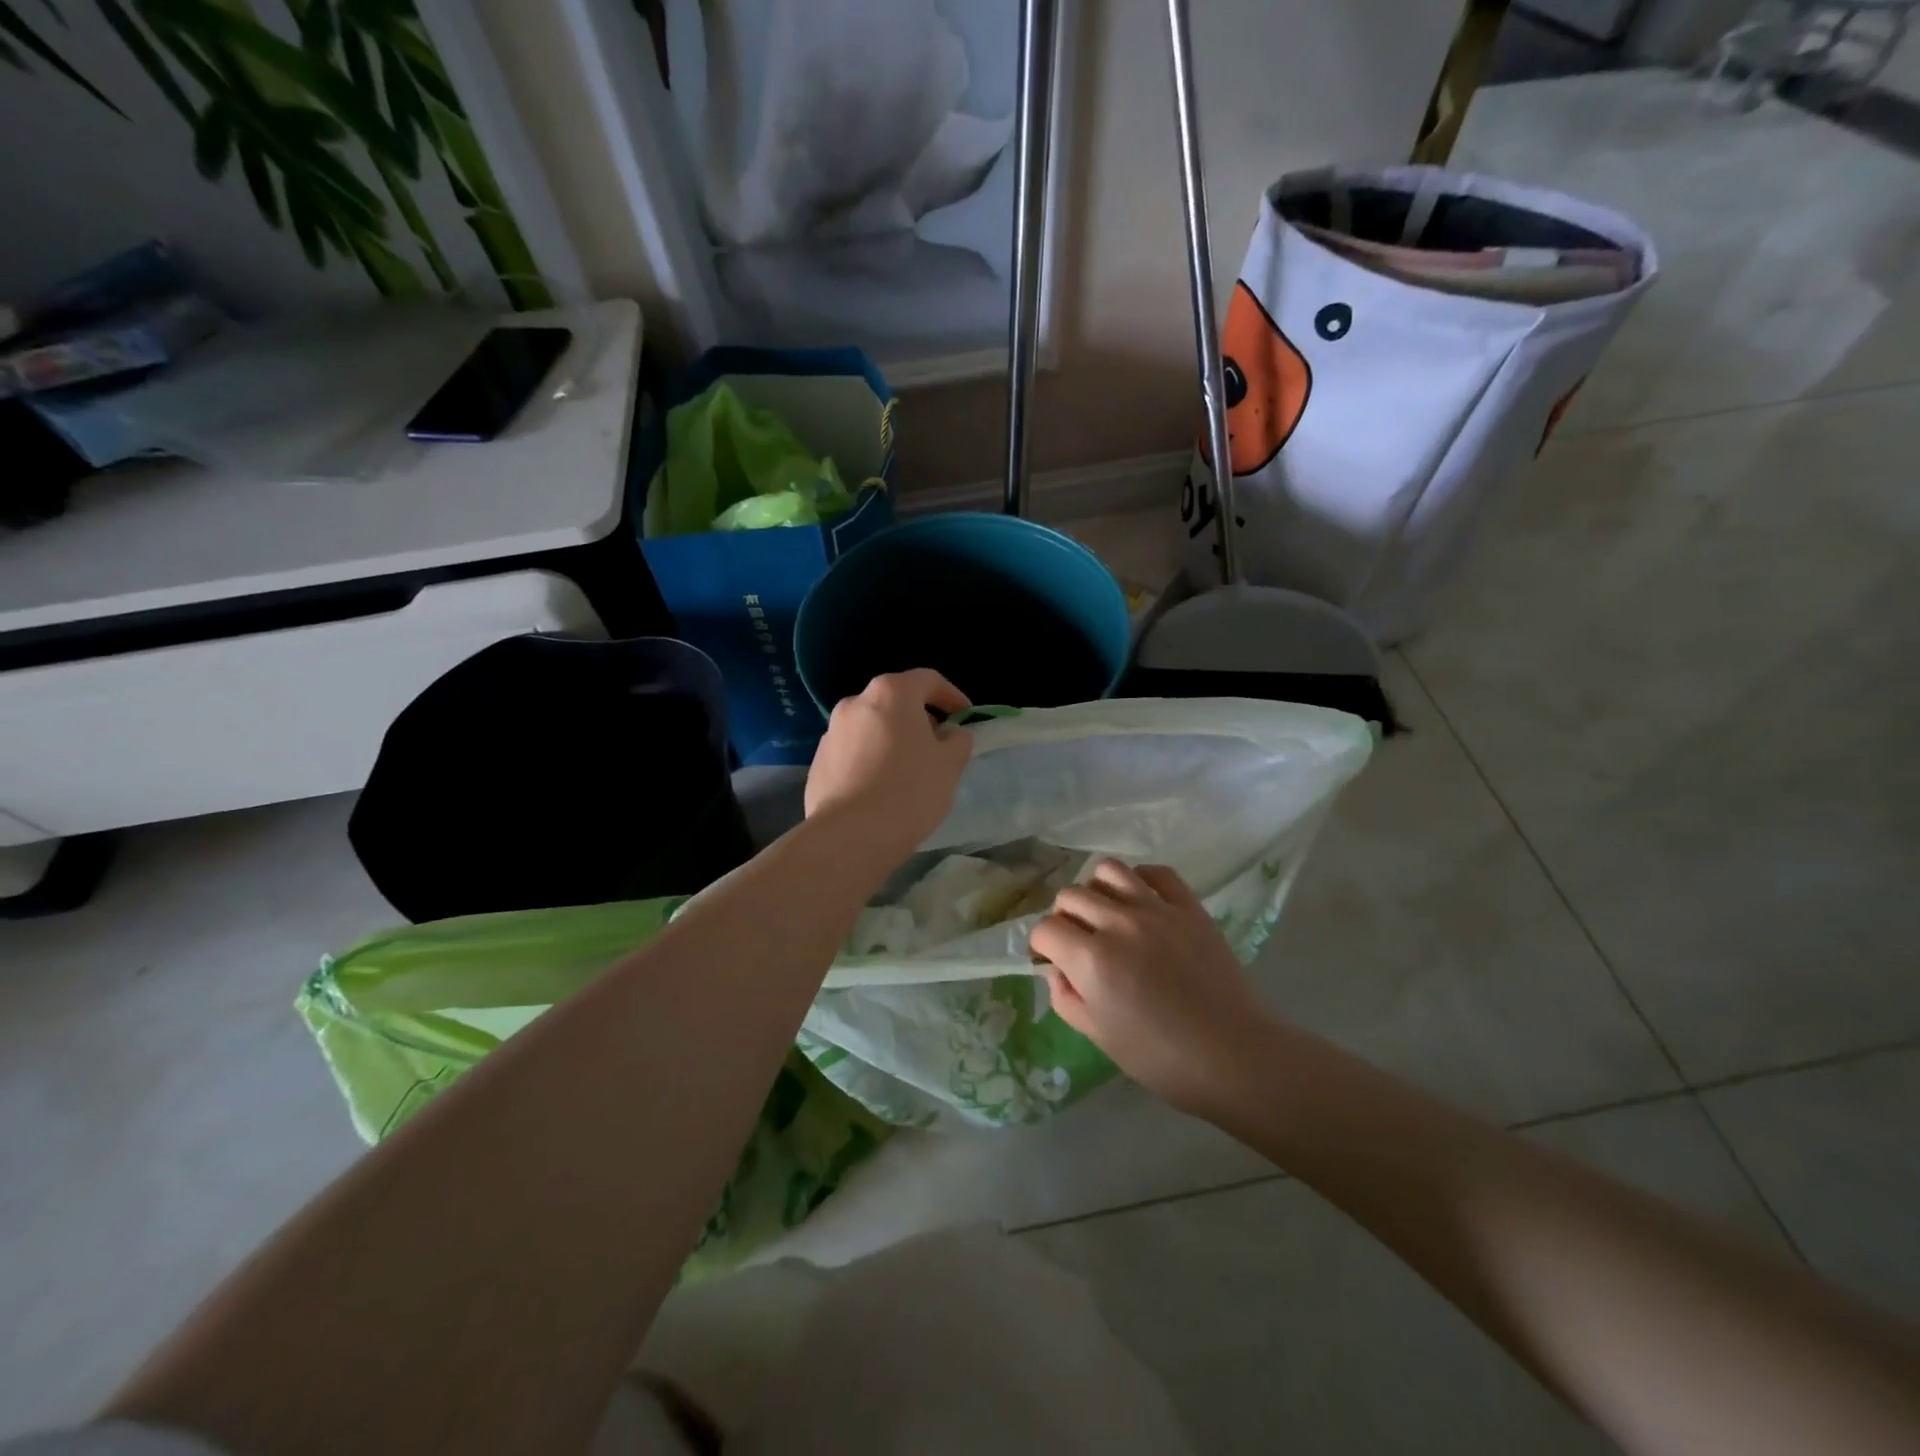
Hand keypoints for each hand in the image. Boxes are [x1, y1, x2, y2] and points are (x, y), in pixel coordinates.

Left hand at [805, 670, 973, 858]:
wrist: (851, 835)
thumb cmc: (910, 791)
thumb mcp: (950, 764)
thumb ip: (957, 741)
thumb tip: (951, 734)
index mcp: (891, 693)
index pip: (927, 680)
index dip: (951, 696)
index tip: (964, 718)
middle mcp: (856, 703)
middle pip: (895, 701)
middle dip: (919, 719)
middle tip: (937, 746)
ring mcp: (831, 732)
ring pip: (871, 727)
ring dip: (891, 740)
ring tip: (907, 771)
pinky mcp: (818, 762)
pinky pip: (852, 752)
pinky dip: (870, 760)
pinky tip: (880, 789)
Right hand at [1031, 860, 1273, 1115]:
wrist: (1235, 1056)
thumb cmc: (1162, 1058)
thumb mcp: (1099, 1036)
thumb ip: (1066, 997)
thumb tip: (1057, 970)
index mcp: (1092, 959)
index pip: (1045, 929)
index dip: (1041, 946)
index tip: (1050, 960)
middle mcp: (1119, 923)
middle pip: (1071, 895)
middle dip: (1064, 917)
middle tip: (1077, 940)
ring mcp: (1157, 909)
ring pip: (1108, 870)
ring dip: (1097, 889)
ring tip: (1106, 913)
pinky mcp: (1189, 907)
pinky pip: (1157, 872)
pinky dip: (1141, 880)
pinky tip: (1142, 902)